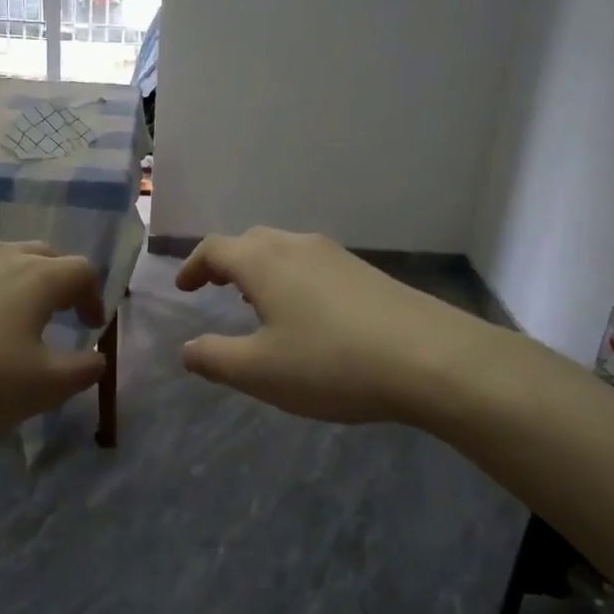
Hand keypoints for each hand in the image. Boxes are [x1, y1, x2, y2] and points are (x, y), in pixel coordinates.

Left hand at [0, 241, 107, 444]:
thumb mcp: (45, 387)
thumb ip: (84, 370)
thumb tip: (97, 357)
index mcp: (36, 277)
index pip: (82, 271)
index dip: (93, 296)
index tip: (89, 326)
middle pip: (41, 254)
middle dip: (56, 280)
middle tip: (54, 313)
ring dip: (9, 283)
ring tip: (0, 319)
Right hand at [174, 228, 483, 424]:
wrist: (431, 358)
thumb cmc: (331, 363)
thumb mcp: (260, 372)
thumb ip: (215, 358)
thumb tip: (188, 349)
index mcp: (263, 262)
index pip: (215, 249)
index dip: (193, 266)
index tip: (183, 288)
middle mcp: (297, 246)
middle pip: (250, 242)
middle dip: (226, 262)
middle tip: (215, 288)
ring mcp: (336, 255)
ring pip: (285, 250)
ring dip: (261, 269)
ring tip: (256, 300)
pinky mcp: (366, 272)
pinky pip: (313, 264)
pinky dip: (292, 278)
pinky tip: (306, 313)